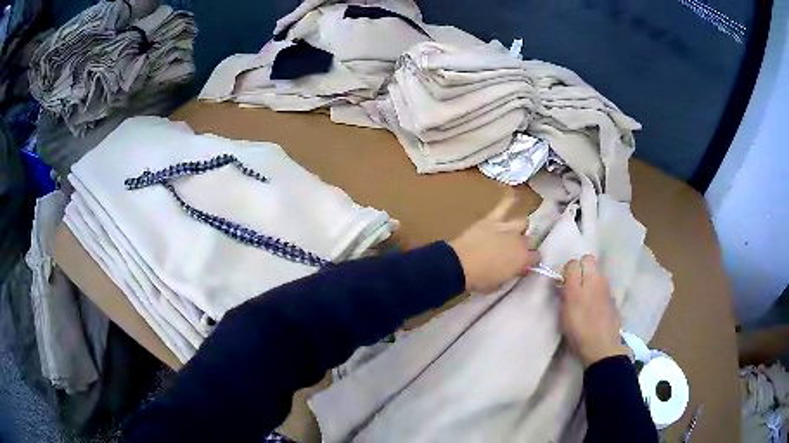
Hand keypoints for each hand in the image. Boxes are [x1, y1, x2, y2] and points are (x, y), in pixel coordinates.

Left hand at [449, 191, 540, 292]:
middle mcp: (520, 241)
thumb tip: (519, 268)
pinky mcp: (492, 219)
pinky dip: (510, 199)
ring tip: (517, 229)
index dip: (532, 261)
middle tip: (517, 250)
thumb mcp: (501, 283)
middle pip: (530, 239)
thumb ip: (513, 273)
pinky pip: (504, 205)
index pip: (536, 257)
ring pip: (522, 222)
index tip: (526, 264)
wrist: (460, 264)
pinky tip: (515, 193)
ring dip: (520, 227)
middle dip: (526, 244)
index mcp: (523, 259)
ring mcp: (507, 227)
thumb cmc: (480, 280)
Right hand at [560, 255, 628, 365]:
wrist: (603, 346)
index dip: (566, 270)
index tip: (562, 283)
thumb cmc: (580, 329)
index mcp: (584, 280)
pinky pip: (602, 286)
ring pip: (597, 272)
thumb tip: (562, 280)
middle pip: (588, 261)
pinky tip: (593, 306)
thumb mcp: (565, 311)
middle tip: (573, 286)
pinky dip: (597, 290)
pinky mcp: (613, 298)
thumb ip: (564, 291)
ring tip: (583, 297)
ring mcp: (607, 287)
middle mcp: (597, 278)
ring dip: (590, 278)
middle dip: (580, 268)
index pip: (573, 262)